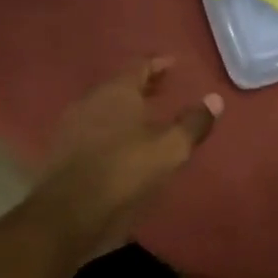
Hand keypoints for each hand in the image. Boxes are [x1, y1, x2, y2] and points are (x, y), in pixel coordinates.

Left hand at [31, 58, 223, 259]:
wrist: (68, 213)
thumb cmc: (125, 171)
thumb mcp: (170, 149)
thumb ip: (193, 123)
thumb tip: (215, 99)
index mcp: (117, 92)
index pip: (139, 66)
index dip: (158, 64)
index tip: (172, 64)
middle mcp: (91, 100)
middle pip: (119, 85)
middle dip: (142, 86)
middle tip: (163, 89)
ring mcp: (71, 125)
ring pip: (103, 107)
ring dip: (124, 109)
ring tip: (144, 118)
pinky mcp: (61, 150)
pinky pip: (92, 129)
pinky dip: (110, 129)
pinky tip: (121, 144)